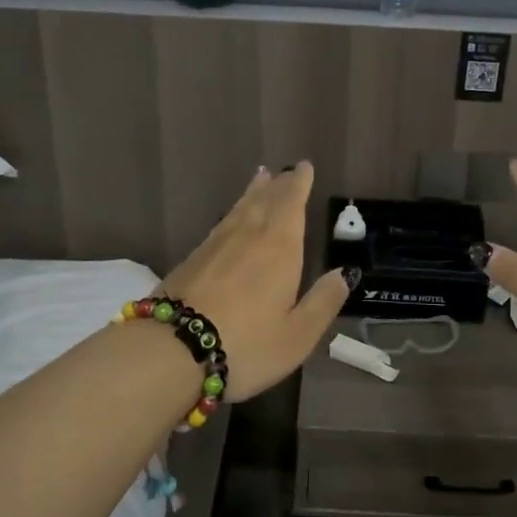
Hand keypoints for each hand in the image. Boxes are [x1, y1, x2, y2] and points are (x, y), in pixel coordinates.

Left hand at [157, 161, 353, 402]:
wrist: (172, 350)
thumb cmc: (246, 345)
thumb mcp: (298, 334)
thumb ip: (324, 301)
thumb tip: (345, 272)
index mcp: (280, 247)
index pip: (292, 203)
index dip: (300, 183)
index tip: (304, 166)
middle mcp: (249, 235)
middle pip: (266, 200)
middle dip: (279, 185)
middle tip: (286, 172)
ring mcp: (216, 243)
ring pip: (241, 207)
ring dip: (254, 192)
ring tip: (261, 178)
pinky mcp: (193, 257)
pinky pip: (222, 222)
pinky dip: (233, 211)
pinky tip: (231, 218)